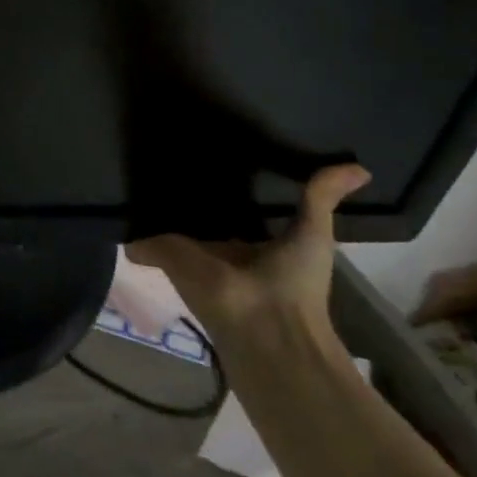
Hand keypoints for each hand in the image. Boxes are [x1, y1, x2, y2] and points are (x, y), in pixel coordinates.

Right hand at [125, 163, 370, 346]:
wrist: (266, 333)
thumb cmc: (292, 284)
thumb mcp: (312, 234)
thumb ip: (320, 198)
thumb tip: (360, 168)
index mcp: (251, 242)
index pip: (231, 205)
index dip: (220, 181)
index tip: (207, 143)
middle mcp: (218, 248)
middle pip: (195, 212)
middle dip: (181, 188)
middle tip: (161, 145)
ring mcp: (189, 257)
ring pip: (166, 224)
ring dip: (153, 204)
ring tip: (133, 161)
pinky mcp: (164, 260)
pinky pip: (143, 238)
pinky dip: (131, 228)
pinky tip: (117, 198)